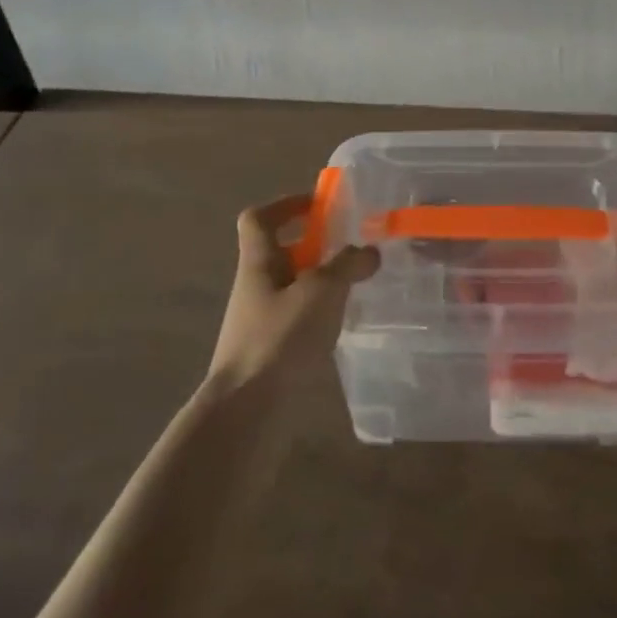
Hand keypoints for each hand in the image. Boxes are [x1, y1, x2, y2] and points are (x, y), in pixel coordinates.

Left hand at [208, 193, 378, 390]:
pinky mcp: (272, 353)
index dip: (286, 204)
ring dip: (322, 281)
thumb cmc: (278, 340)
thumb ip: (348, 266)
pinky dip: (321, 315)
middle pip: (281, 253)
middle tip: (353, 247)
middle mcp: (256, 288)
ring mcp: (261, 322)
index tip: (319, 205)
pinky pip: (299, 319)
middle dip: (315, 246)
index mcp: (259, 264)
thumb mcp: (321, 292)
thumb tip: (370, 251)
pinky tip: (345, 325)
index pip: (259, 219)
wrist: (247, 412)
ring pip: (293, 287)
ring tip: (358, 285)